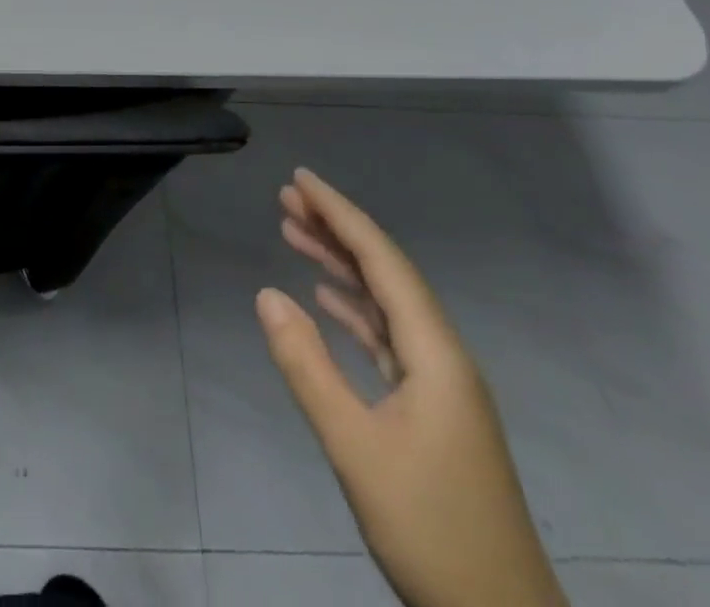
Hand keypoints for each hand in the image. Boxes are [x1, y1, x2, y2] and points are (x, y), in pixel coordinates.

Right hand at [256, 168, 566, 606]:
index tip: (301, 179)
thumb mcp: (355, 448)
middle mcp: (442, 356)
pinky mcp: (433, 411)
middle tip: (286, 198)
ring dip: (341, 267)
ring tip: (293, 233)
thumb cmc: (429, 529)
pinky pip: (388, 338)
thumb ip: (308, 367)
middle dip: (336, 231)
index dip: (341, 214)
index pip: (382, 261)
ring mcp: (441, 385)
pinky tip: (325, 300)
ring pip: (385, 304)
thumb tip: (267, 294)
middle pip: (385, 273)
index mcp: (435, 354)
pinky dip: (354, 310)